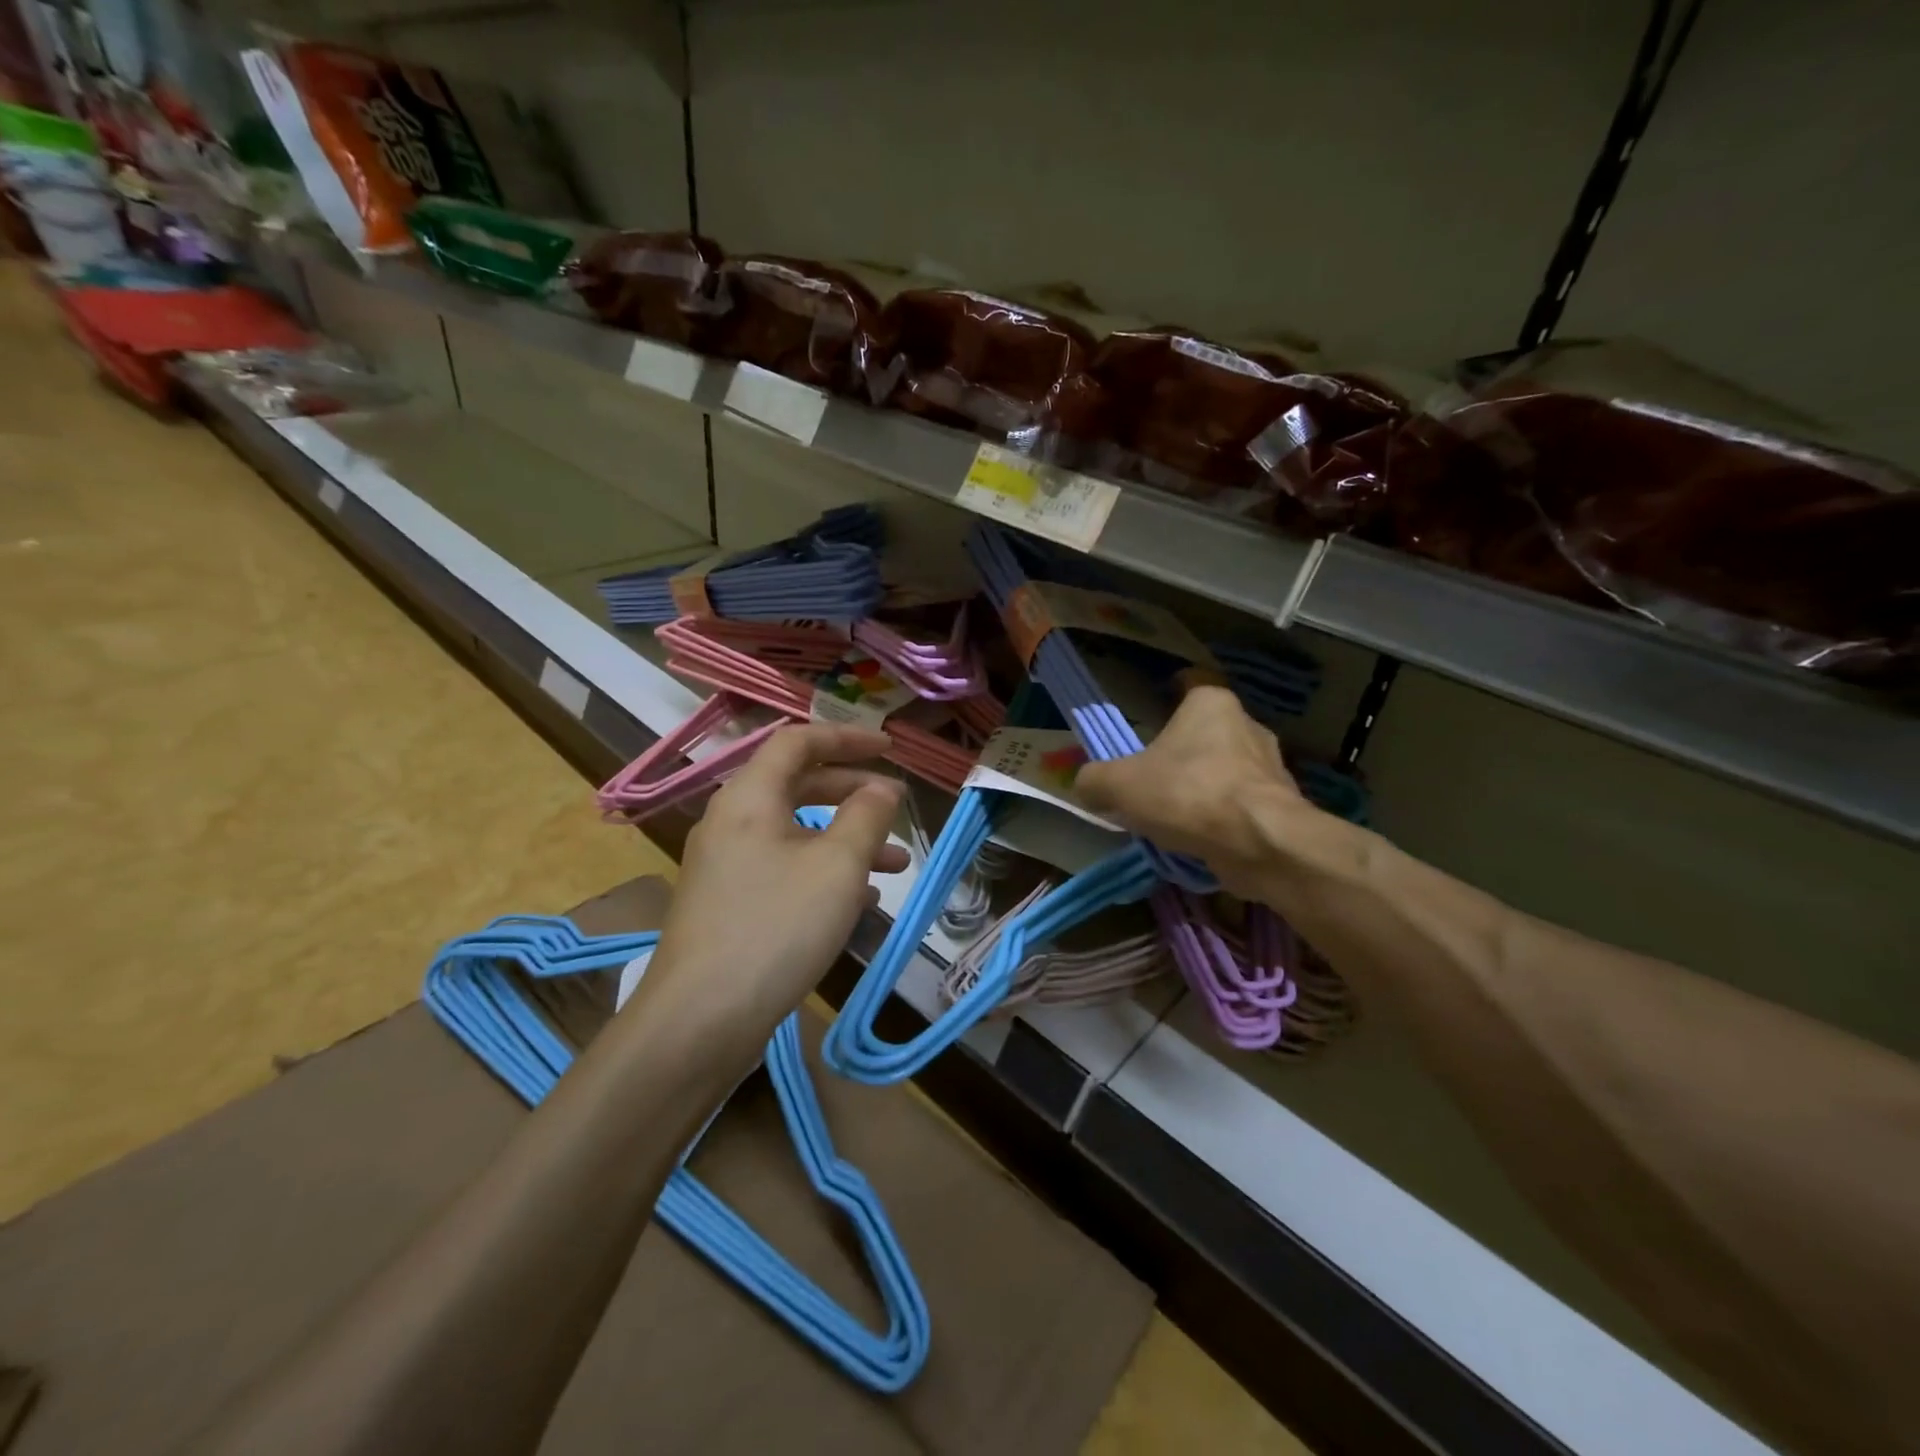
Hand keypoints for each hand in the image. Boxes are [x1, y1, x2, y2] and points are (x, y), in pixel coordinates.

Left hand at [641, 724, 908, 1039]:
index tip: (890, 747)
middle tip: (898, 804)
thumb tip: (881, 788)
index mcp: (750, 798)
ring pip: (795, 832)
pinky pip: (784, 868)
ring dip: (845, 838)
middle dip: (852, 791)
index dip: (847, 738)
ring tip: (895, 864)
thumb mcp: (837, 867)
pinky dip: (824, 871)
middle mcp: (731, 822)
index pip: (798, 742)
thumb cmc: (776, 928)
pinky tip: (858, 899)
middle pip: (798, 784)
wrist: (700, 1020)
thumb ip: (866, 817)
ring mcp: (726, 866)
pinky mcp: (729, 904)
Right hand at [1076, 686, 1314, 900]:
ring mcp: (1270, 765)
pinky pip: (1240, 803)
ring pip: (1223, 769)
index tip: (1150, 717)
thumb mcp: (1119, 784)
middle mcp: (1247, 724)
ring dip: (1200, 787)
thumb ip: (1094, 780)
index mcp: (1211, 703)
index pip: (1189, 683)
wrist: (1260, 842)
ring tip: (1173, 816)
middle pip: (1204, 731)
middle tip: (1150, 777)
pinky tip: (1199, 838)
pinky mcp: (1281, 803)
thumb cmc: (1187, 793)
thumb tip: (1085, 786)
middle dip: (1180, 752)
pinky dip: (1220, 817)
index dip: (1167, 694)